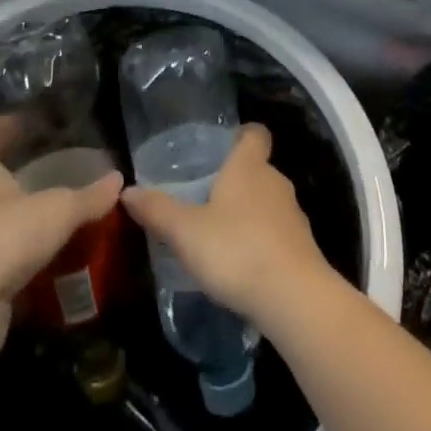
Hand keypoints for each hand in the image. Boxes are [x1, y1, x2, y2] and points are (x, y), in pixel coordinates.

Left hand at [0, 120, 121, 350]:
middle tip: (51, 168)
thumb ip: (89, 197)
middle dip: (16, 175)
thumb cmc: (4, 239)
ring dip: (23, 220)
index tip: (20, 122)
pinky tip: (54, 261)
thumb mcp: (57, 210)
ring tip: (59, 217)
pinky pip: (4, 263)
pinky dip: (26, 259)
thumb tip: (118, 180)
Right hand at [121, 123, 330, 325]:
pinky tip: (242, 265)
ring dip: (249, 213)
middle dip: (235, 180)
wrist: (294, 297)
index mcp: (249, 166)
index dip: (241, 135)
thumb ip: (157, 210)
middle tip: (205, 197)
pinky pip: (278, 233)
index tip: (222, 147)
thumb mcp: (186, 231)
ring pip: (268, 202)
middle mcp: (275, 181)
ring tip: (219, 234)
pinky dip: (262, 241)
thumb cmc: (237, 250)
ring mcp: (293, 214)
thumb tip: (127, 190)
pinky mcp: (302, 247)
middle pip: (257, 168)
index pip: (255, 133)